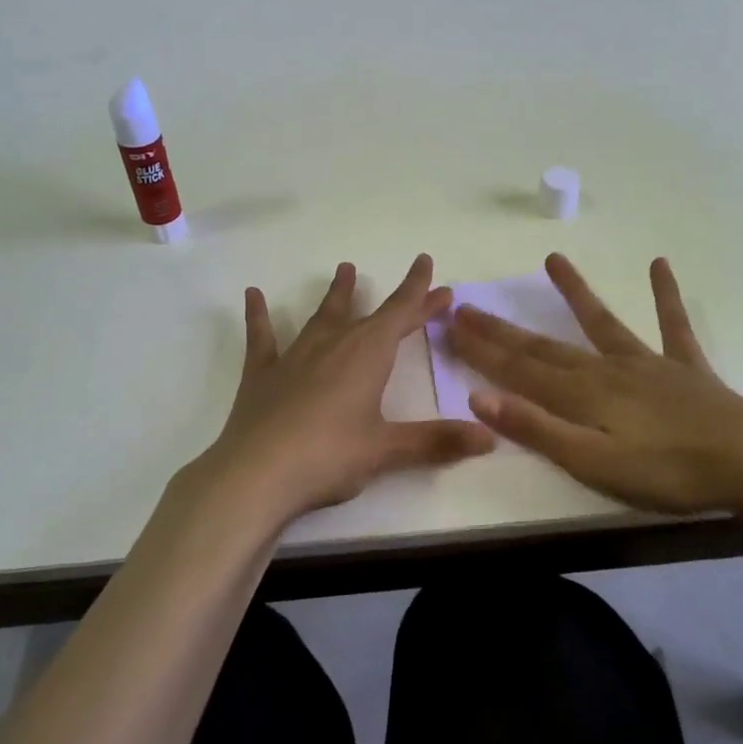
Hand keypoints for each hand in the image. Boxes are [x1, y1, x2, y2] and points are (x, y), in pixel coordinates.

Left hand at [176, 255, 494, 527]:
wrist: (256, 474)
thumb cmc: (329, 456)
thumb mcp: (386, 450)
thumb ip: (437, 441)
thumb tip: (489, 438)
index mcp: (367, 355)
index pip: (402, 315)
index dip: (422, 296)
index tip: (435, 275)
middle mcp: (333, 344)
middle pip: (371, 315)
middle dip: (398, 300)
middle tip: (415, 281)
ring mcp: (295, 356)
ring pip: (322, 316)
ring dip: (337, 294)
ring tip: (345, 269)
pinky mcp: (262, 374)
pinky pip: (262, 337)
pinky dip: (259, 315)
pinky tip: (253, 294)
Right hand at [447, 253, 742, 517]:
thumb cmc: (666, 472)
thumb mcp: (592, 462)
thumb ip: (537, 428)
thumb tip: (479, 396)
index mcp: (581, 395)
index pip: (518, 369)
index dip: (481, 349)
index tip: (449, 324)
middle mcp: (606, 369)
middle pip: (545, 346)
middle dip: (504, 329)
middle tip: (469, 305)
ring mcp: (648, 364)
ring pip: (602, 323)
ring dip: (575, 294)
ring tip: (553, 259)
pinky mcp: (685, 369)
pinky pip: (672, 325)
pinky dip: (665, 296)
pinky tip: (661, 265)